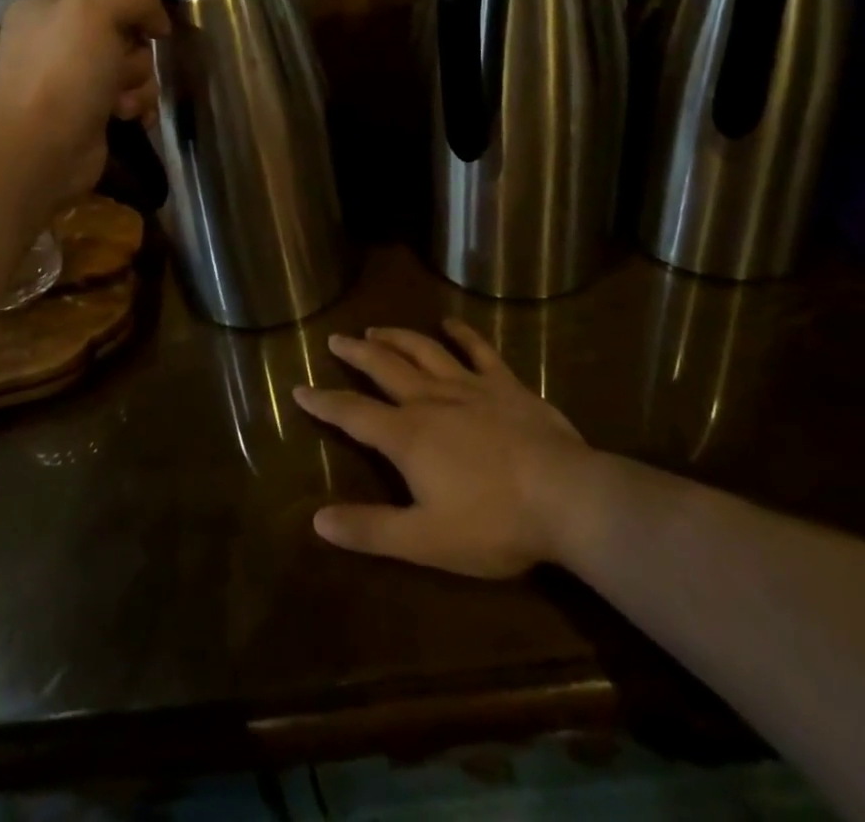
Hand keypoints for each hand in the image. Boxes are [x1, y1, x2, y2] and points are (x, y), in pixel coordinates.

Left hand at [0, 0, 169, 207]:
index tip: (146, 29)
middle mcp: (57, 43)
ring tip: (121, 104)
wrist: (40, 149)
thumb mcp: (95, 9)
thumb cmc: (64, 72)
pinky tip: (128, 118)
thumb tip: (157, 24)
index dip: (132, 10)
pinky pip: (132, 100)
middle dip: (135, 55)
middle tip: (120, 72)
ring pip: (134, 70)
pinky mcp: (90, 115)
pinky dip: (137, 108)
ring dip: (139, 85)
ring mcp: (73, 82)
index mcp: (46, 9)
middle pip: (126, 35)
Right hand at [293, 319, 589, 578]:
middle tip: (335, 339)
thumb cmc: (493, 523)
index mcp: (407, 436)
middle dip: (356, 353)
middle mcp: (430, 399)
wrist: (565, 496)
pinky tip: (450, 324)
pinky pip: (478, 350)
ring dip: (396, 337)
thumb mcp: (425, 540)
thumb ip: (371, 529)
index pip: (353, 414)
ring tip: (376, 328)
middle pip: (384, 368)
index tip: (299, 388)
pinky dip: (462, 334)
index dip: (323, 402)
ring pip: (423, 351)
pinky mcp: (505, 383)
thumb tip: (317, 520)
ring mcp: (469, 386)